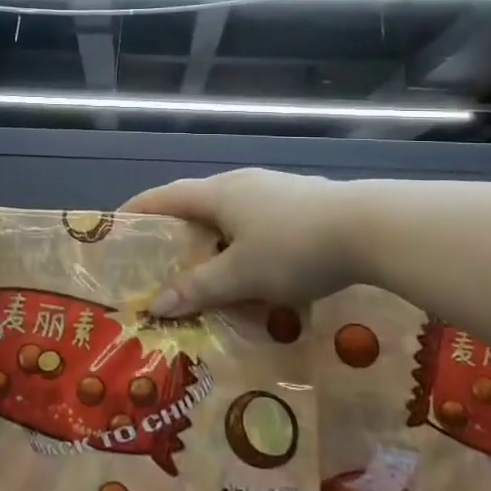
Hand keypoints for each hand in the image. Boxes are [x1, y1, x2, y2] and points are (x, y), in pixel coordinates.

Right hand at [122, 169, 356, 316]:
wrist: (372, 229)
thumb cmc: (293, 247)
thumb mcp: (242, 275)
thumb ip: (198, 288)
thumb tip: (154, 306)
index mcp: (218, 193)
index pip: (165, 196)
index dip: (139, 209)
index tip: (117, 225)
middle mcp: (242, 184)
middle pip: (198, 205)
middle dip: (179, 233)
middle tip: (164, 261)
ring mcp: (276, 191)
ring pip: (233, 217)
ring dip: (217, 243)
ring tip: (213, 273)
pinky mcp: (304, 204)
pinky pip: (262, 225)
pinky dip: (248, 247)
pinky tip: (262, 274)